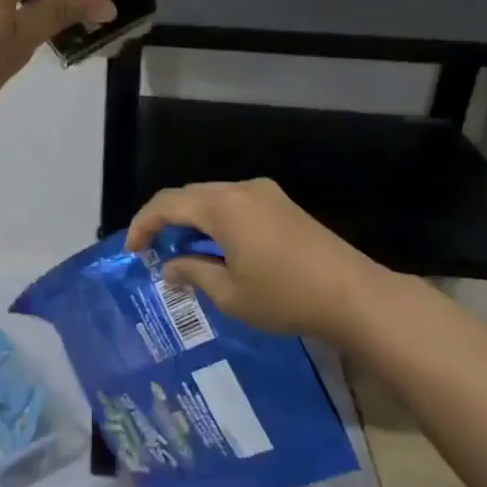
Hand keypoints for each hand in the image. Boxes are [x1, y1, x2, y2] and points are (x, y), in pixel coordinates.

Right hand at [125, 179, 392, 340]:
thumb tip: (169, 267)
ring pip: (213, 198)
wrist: (354, 295)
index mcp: (222, 207)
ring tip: (182, 251)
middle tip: (153, 250)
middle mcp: (241, 189)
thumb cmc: (285, 296)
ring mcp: (266, 194)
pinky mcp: (283, 205)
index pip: (167, 203)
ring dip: (192, 220)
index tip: (132, 250)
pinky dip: (216, 220)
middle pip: (189, 195)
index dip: (142, 224)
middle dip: (165, 219)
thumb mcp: (230, 293)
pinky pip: (235, 204)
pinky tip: (217, 247)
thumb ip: (193, 273)